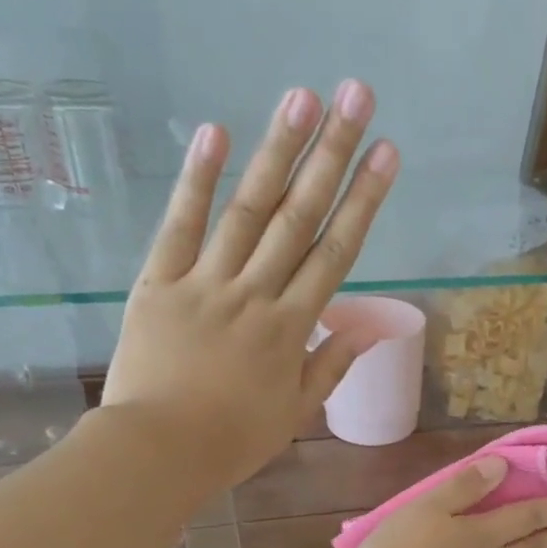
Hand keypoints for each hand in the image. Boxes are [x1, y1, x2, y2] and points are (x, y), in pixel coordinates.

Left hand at [102, 80, 398, 487]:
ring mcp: (206, 283)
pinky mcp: (159, 281)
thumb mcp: (294, 411)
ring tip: (302, 97)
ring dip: (276, 151)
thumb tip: (368, 329)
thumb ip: (330, 365)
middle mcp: (255, 294)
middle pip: (299, 216)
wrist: (159, 450)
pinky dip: (196, 180)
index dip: (363, 200)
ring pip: (247, 210)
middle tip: (356, 97)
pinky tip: (215, 132)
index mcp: (291, 328)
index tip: (386, 153)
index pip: (335, 253)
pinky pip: (180, 226)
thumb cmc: (232, 439)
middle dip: (331, 155)